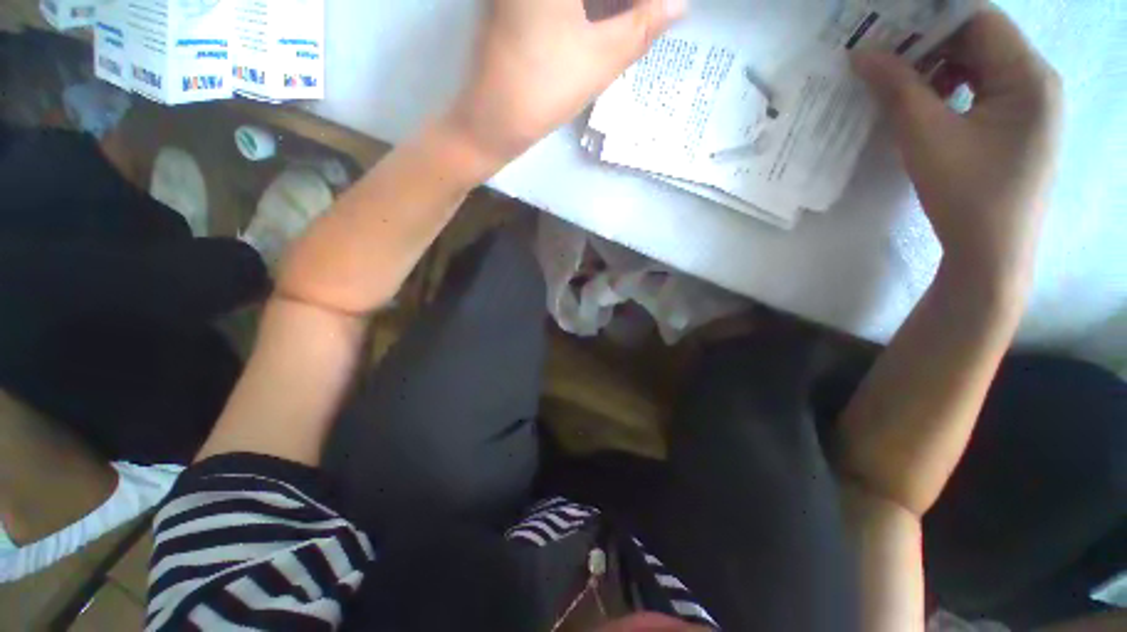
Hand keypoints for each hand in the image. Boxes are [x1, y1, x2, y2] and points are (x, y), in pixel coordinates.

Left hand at [447, 0, 686, 166]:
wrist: (491, 120)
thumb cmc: (545, 89)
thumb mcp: (601, 58)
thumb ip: (644, 25)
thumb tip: (679, 4)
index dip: (639, 4)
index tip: (658, 14)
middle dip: (625, 6)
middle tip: (648, 20)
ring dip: (607, 8)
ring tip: (632, 26)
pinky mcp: (514, 5)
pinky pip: (563, 4)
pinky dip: (588, 11)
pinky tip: (605, 25)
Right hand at [852, 8, 1062, 293]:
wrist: (991, 253)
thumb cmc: (966, 195)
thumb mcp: (926, 138)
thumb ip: (897, 89)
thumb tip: (862, 53)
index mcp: (1029, 76)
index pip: (979, 19)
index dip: (930, 17)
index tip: (885, 30)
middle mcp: (1038, 81)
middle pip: (981, 39)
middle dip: (930, 43)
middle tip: (884, 58)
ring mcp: (1031, 105)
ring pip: (980, 64)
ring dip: (938, 67)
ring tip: (900, 86)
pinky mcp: (1018, 125)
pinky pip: (983, 88)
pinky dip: (952, 89)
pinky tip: (926, 106)